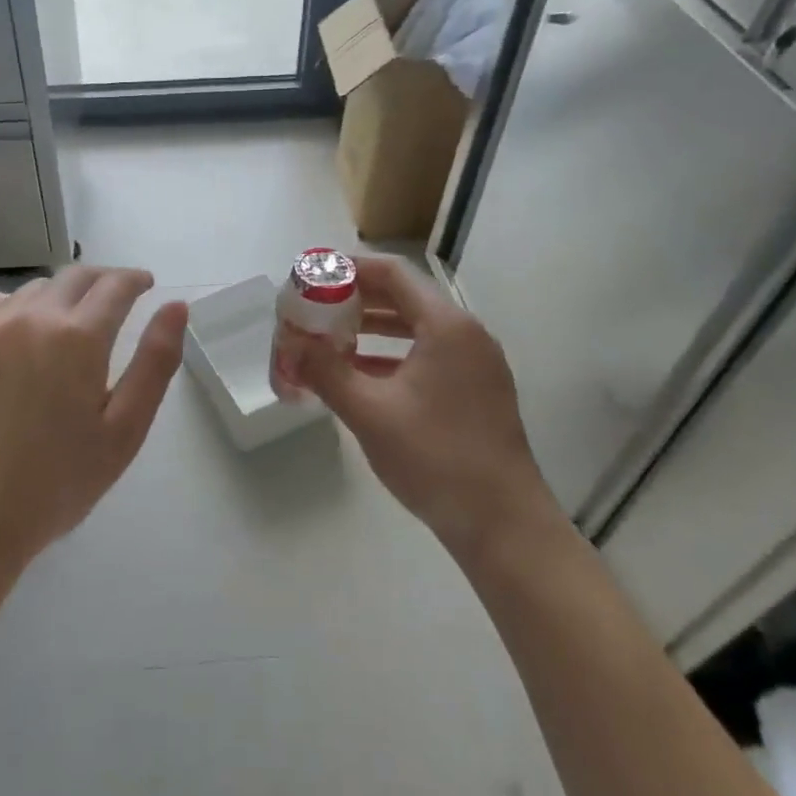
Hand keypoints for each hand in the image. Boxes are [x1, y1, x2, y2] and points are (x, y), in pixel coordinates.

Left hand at [0, 266, 187, 569]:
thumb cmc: (57, 481)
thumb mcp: (124, 430)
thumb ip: (155, 363)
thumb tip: (176, 307)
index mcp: (79, 337)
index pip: (115, 285)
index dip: (135, 279)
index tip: (146, 285)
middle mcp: (34, 317)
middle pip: (75, 276)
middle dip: (103, 280)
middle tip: (118, 298)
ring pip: (36, 287)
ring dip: (63, 293)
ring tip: (72, 319)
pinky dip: (20, 305)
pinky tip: (22, 332)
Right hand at [298, 256, 554, 557]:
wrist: (504, 526)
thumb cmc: (436, 458)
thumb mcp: (370, 413)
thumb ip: (325, 372)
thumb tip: (291, 345)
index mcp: (447, 326)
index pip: (393, 273)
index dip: (350, 269)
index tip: (313, 276)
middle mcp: (466, 334)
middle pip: (405, 297)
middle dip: (357, 300)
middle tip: (314, 308)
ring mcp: (475, 364)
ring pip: (416, 328)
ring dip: (372, 328)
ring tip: (329, 338)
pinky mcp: (476, 391)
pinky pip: (428, 355)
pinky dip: (393, 355)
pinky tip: (360, 374)